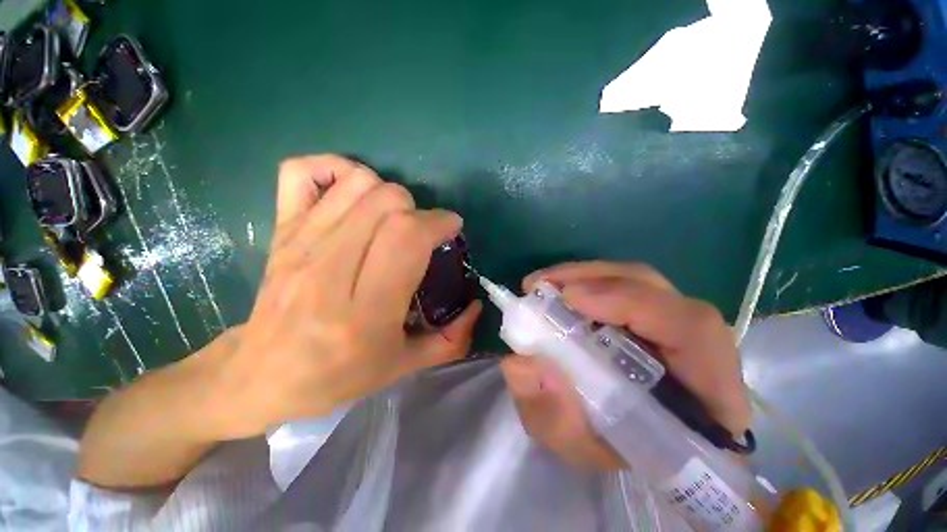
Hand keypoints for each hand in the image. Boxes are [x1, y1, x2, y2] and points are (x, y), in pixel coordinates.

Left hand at [207, 155, 480, 438]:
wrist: (260, 376)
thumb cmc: (336, 376)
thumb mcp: (402, 367)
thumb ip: (450, 340)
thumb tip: (475, 307)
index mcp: (363, 312)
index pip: (407, 238)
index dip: (438, 222)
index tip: (450, 229)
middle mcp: (329, 270)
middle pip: (386, 202)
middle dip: (418, 211)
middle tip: (421, 234)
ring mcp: (300, 244)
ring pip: (357, 183)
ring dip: (388, 194)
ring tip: (393, 219)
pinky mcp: (280, 231)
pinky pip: (301, 173)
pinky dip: (333, 168)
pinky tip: (351, 191)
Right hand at [502, 261, 748, 470]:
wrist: (643, 445)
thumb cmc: (622, 452)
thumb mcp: (580, 446)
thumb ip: (552, 416)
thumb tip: (521, 362)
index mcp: (707, 393)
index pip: (691, 330)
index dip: (631, 302)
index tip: (570, 298)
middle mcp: (698, 345)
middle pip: (655, 289)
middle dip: (592, 278)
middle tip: (541, 285)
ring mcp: (676, 322)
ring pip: (636, 280)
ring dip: (585, 275)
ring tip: (544, 284)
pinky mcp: (655, 312)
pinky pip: (623, 285)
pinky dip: (587, 281)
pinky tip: (560, 290)